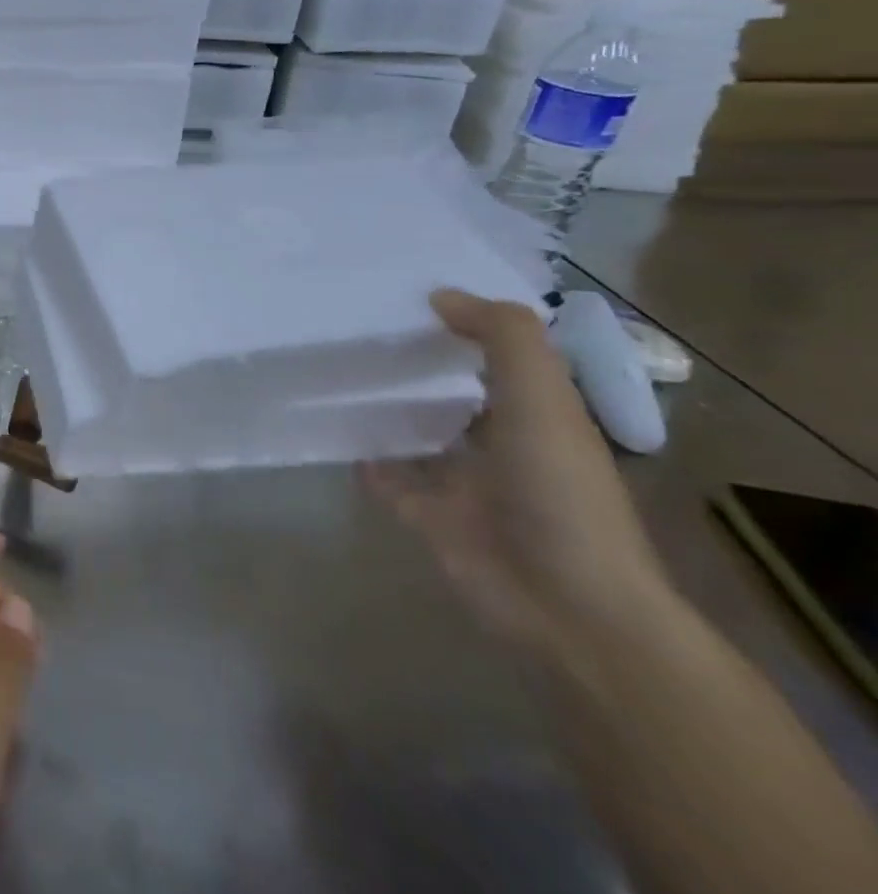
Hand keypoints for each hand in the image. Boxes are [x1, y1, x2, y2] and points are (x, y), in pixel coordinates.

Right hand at [364, 289, 677, 655]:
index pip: (499, 354)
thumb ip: (503, 337)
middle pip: (451, 390)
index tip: (411, 290)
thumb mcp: (543, 398)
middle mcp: (500, 441)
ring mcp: (462, 481)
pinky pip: (385, 475)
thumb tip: (440, 296)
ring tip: (332, 366)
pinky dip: (362, 456)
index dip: (464, 322)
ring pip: (415, 431)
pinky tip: (328, 427)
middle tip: (356, 324)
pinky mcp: (426, 514)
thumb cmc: (559, 491)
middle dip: (414, 362)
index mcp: (537, 412)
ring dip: (384, 407)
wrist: (564, 603)